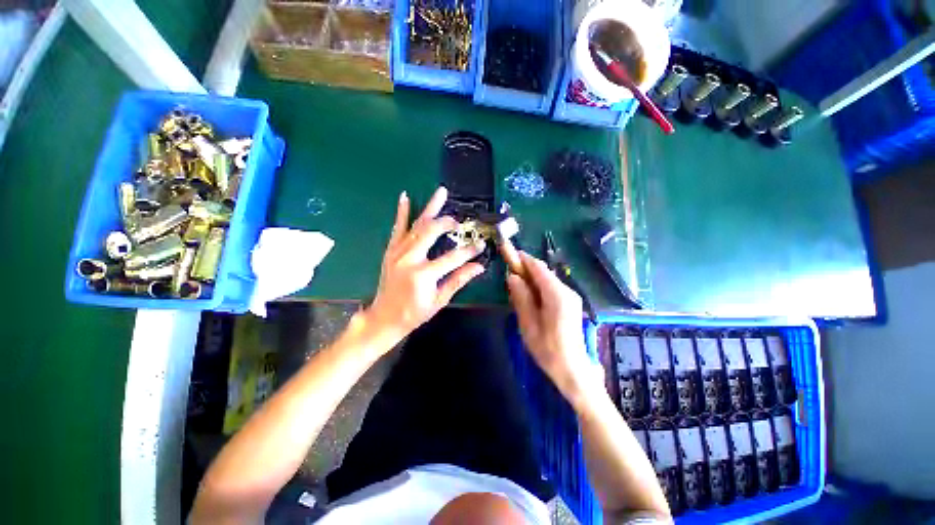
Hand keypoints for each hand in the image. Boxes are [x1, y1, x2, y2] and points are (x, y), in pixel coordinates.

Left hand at [364, 187, 485, 347]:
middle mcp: (409, 259)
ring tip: (441, 192)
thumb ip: (458, 280)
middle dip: (448, 223)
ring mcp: (398, 252)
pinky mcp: (391, 251)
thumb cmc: (414, 313)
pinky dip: (402, 212)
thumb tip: (479, 267)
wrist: (384, 317)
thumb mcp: (439, 300)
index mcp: (423, 275)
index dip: (469, 251)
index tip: (481, 244)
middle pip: (432, 232)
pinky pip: (397, 228)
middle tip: (459, 222)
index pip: (452, 258)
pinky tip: (405, 197)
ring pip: (417, 225)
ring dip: (430, 208)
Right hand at [507, 252, 604, 409]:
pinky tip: (529, 294)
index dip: (522, 258)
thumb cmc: (548, 350)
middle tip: (508, 267)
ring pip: (547, 279)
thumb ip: (521, 297)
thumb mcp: (528, 324)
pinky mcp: (571, 303)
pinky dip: (538, 285)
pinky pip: (552, 287)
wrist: (573, 370)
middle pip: (544, 271)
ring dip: (531, 276)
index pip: (538, 268)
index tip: (508, 250)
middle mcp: (567, 290)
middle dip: (526, 267)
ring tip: (515, 281)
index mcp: (556, 295)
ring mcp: (571, 296)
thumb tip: (512, 276)